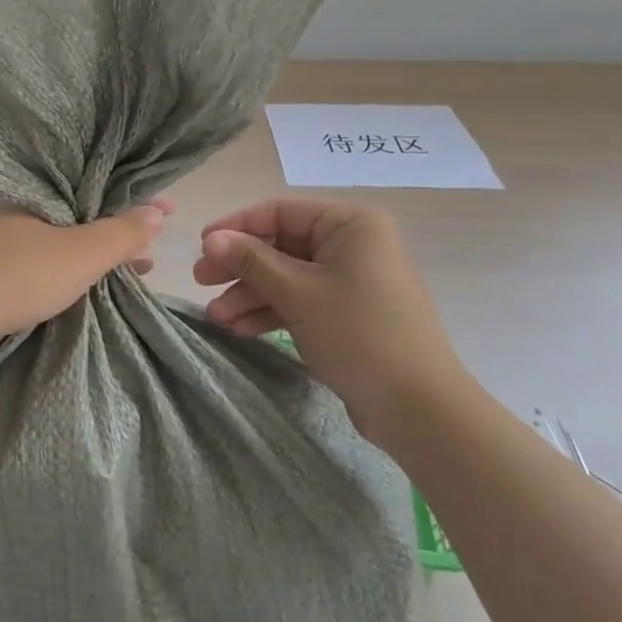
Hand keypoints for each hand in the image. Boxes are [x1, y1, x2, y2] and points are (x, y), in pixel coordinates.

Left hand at [0, 194, 173, 353]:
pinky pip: (33, 250)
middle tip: (149, 241)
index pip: (91, 178)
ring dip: (90, 246)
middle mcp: (5, 197)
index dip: (131, 194)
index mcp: (27, 181)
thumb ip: (121, 234)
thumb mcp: (79, 255)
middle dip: (113, 223)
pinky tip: (80, 279)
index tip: (165, 208)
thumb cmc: (13, 274)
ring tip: (129, 266)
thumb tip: (159, 212)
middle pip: (73, 204)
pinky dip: (63, 260)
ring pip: (53, 230)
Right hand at [193, 198, 468, 445]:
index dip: (237, 227)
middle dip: (240, 267)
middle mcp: (352, 244)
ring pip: (287, 276)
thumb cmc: (358, 334)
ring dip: (251, 295)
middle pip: (281, 245)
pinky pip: (301, 300)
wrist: (420, 409)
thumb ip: (251, 260)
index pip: (280, 212)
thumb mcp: (297, 293)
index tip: (201, 245)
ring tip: (216, 316)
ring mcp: (351, 280)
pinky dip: (272, 312)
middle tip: (201, 281)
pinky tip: (240, 328)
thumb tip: (211, 238)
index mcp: (350, 224)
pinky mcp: (348, 313)